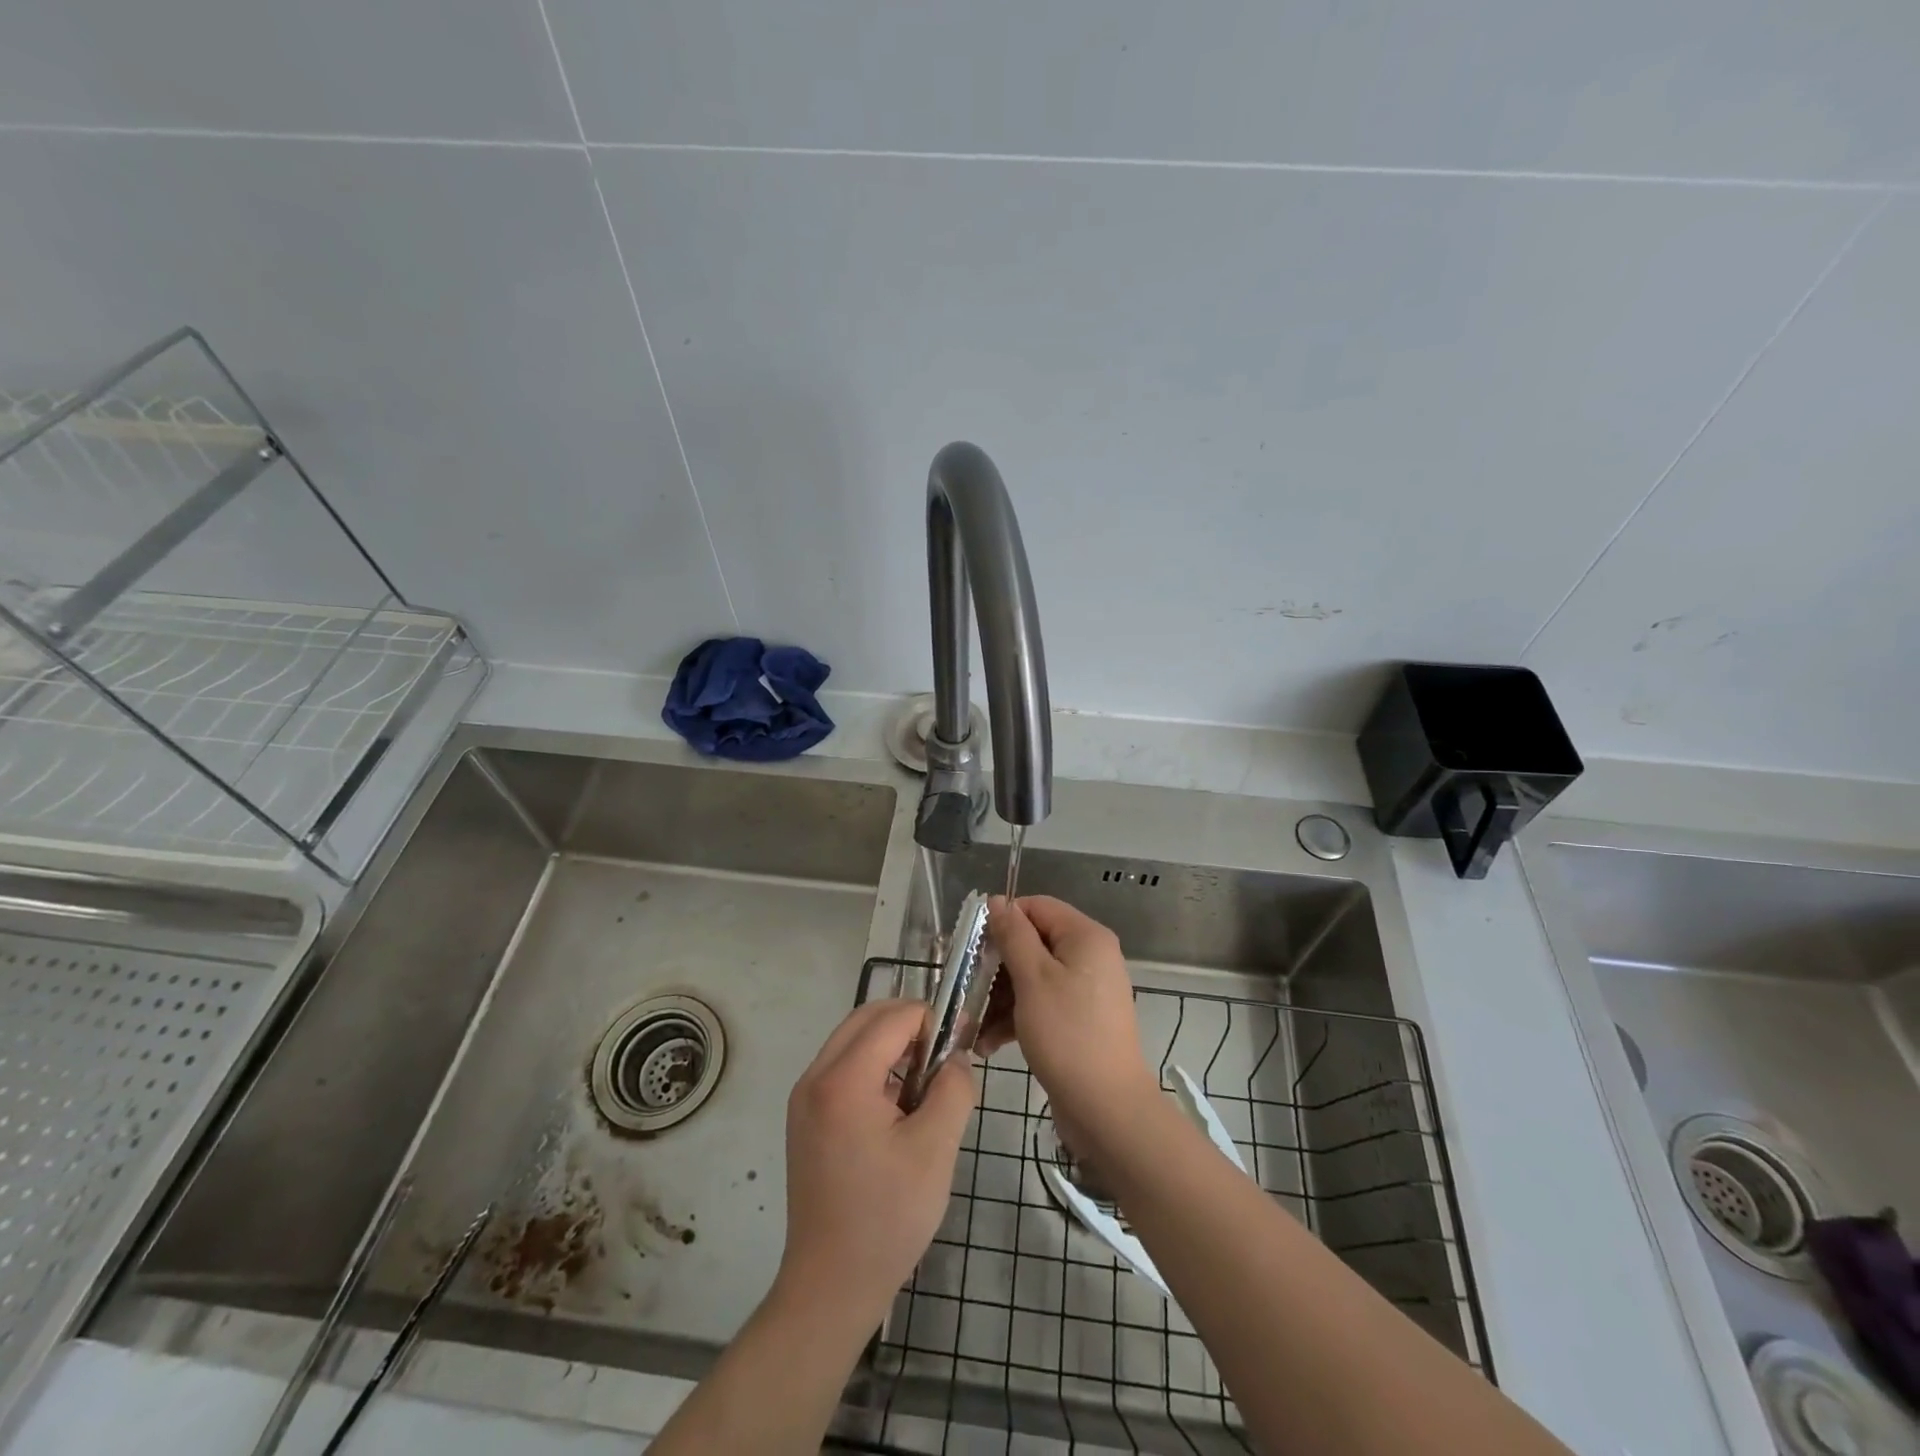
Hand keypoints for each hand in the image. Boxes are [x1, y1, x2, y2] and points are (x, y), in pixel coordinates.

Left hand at [774, 999, 977, 1331]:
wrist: (830, 1286)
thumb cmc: (887, 1218)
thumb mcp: (935, 1150)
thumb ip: (953, 1089)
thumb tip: (955, 1057)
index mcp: (843, 1080)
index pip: (893, 1017)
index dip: (932, 1019)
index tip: (962, 1041)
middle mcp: (815, 1077)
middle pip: (866, 1017)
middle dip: (910, 1022)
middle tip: (945, 1052)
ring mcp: (804, 1097)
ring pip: (852, 1039)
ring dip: (891, 1042)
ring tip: (926, 1078)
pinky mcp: (805, 1116)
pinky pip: (842, 1066)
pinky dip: (873, 1064)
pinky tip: (898, 1102)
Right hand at [986, 896, 1159, 1152]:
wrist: (1107, 1108)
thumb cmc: (1067, 1034)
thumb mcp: (1033, 979)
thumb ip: (1013, 935)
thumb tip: (997, 900)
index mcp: (1085, 936)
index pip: (1037, 907)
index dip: (1003, 921)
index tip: (973, 947)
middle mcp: (1090, 956)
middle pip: (1033, 943)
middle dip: (998, 967)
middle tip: (968, 989)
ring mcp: (1086, 990)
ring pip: (1033, 977)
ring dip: (1001, 998)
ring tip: (973, 1026)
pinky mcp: (1079, 1020)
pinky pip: (1043, 1004)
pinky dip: (1017, 1018)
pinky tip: (989, 1043)